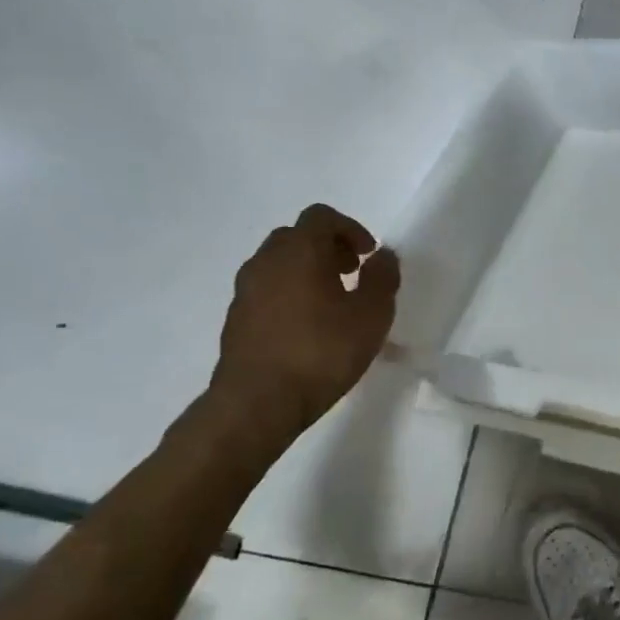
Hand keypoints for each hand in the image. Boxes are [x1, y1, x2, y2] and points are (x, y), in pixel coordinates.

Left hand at [209, 205, 400, 436]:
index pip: (321, 216)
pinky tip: (309, 329)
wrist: (258, 402)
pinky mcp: (236, 319)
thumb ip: (382, 278)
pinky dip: (290, 295)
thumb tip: (384, 256)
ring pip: (279, 265)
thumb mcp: (371, 316)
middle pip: (297, 237)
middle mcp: (266, 261)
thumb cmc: (322, 352)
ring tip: (333, 305)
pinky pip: (267, 291)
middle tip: (352, 275)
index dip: (350, 229)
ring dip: (308, 272)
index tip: (368, 256)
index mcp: (299, 251)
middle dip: (328, 248)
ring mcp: (245, 290)